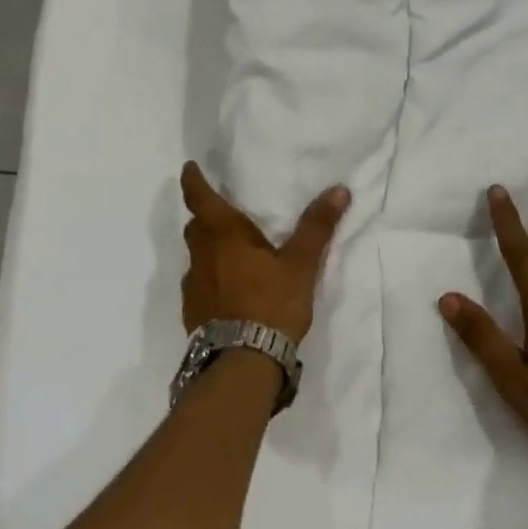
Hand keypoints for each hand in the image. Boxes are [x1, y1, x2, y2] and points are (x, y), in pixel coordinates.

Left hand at [180, 162, 349, 341]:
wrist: (243, 360)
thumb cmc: (272, 303)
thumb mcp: (301, 264)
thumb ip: (317, 227)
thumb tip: (339, 190)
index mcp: (224, 235)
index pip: (200, 199)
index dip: (193, 181)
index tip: (188, 168)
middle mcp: (201, 256)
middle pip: (195, 227)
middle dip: (204, 216)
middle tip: (220, 213)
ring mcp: (193, 285)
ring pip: (196, 257)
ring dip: (207, 250)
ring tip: (229, 254)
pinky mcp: (193, 312)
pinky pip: (199, 285)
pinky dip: (209, 279)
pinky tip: (227, 291)